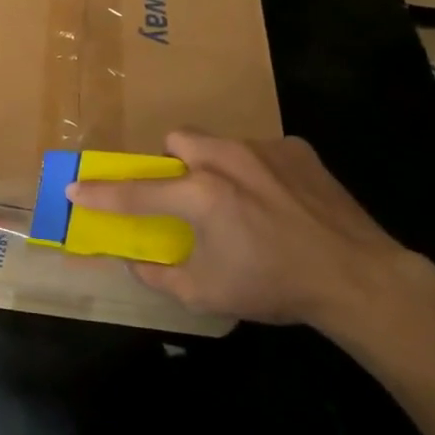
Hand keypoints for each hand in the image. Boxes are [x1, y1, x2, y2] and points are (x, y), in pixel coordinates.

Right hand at [67, 131, 415, 328]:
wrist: (359, 278)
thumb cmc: (276, 287)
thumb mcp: (208, 294)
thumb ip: (160, 276)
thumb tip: (134, 262)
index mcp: (201, 195)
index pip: (136, 191)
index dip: (100, 192)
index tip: (75, 188)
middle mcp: (227, 160)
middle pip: (177, 140)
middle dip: (171, 162)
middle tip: (184, 194)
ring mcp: (265, 149)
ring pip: (219, 142)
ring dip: (214, 165)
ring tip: (238, 199)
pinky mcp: (298, 150)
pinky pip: (260, 150)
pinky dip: (257, 170)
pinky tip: (278, 200)